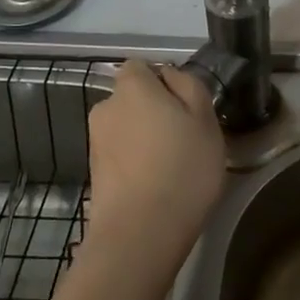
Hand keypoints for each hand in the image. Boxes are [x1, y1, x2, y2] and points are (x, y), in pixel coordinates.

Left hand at [85, 60, 225, 276]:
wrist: (140, 233)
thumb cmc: (182, 168)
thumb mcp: (205, 119)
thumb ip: (189, 87)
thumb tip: (170, 76)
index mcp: (132, 87)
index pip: (141, 66)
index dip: (163, 80)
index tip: (186, 105)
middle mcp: (106, 108)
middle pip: (132, 98)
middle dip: (153, 110)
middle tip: (185, 136)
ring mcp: (96, 142)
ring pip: (127, 128)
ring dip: (144, 138)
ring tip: (172, 165)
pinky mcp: (94, 173)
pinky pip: (121, 154)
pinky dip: (135, 162)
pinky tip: (156, 184)